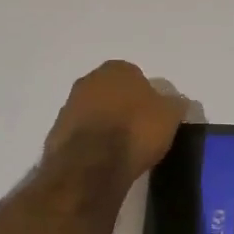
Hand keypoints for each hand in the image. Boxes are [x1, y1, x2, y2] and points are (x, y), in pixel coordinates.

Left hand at [44, 60, 188, 182]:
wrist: (92, 165)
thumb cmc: (136, 130)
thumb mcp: (170, 115)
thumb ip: (175, 104)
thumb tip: (176, 102)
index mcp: (117, 69)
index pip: (136, 76)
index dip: (147, 97)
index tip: (154, 116)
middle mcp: (89, 80)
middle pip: (112, 92)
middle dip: (123, 107)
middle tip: (139, 131)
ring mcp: (69, 105)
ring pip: (94, 112)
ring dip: (105, 124)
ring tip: (121, 149)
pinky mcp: (56, 132)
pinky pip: (81, 134)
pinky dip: (91, 143)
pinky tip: (103, 160)